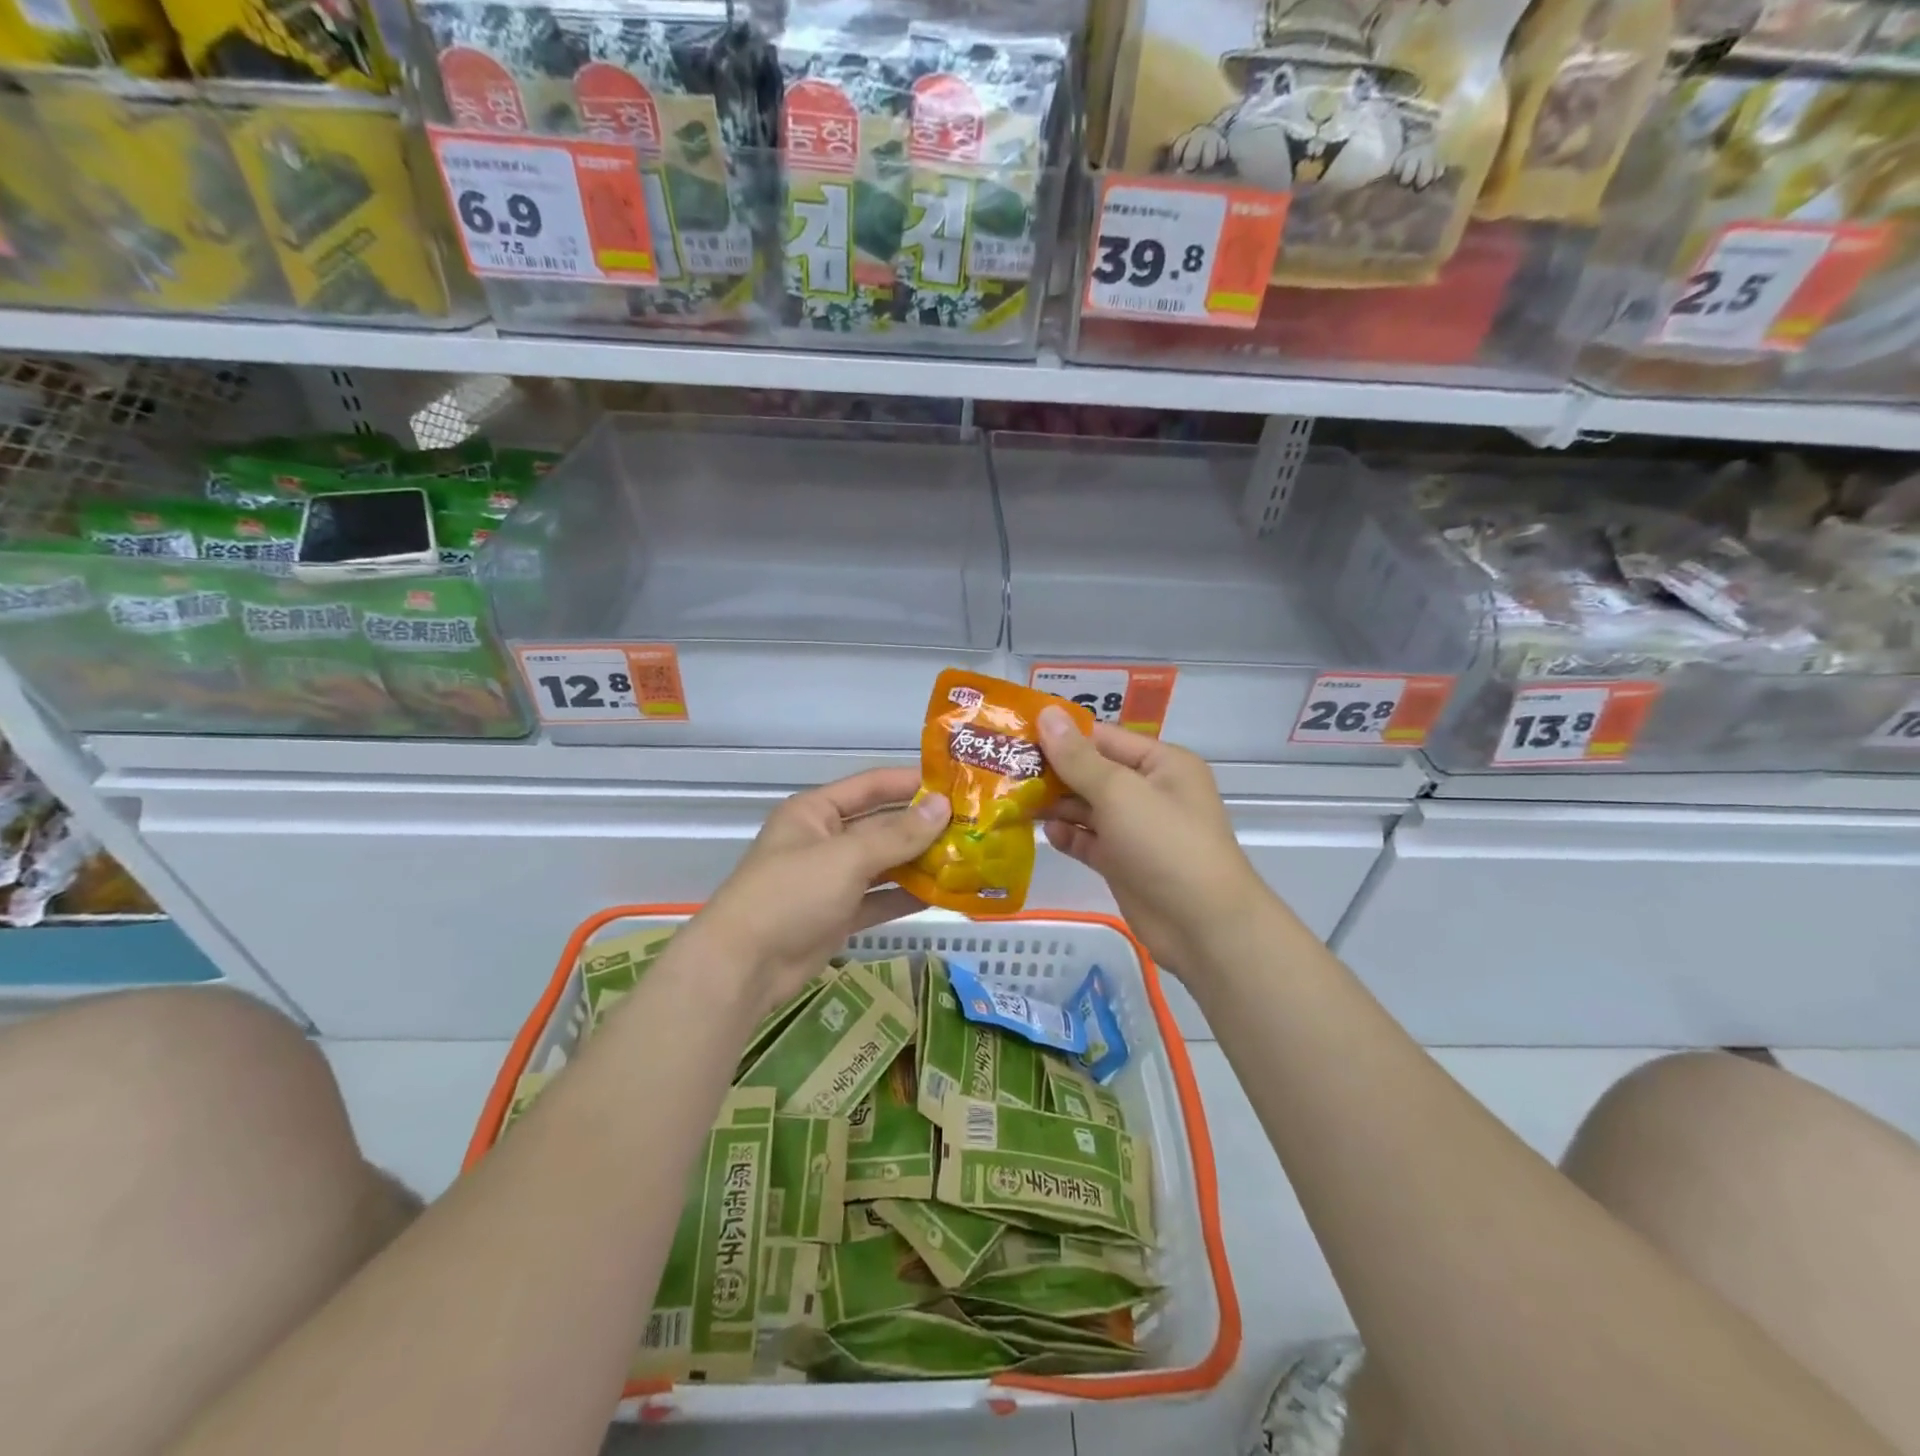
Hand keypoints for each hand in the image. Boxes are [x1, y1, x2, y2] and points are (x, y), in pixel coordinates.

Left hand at [691, 769, 949, 1013]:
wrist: (744, 967)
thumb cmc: (791, 894)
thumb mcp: (847, 857)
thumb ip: (897, 834)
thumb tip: (943, 806)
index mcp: (817, 812)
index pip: (871, 785)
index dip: (911, 783)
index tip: (956, 784)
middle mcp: (825, 840)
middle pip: (881, 826)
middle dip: (922, 826)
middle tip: (973, 825)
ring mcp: (832, 880)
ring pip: (884, 864)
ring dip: (920, 862)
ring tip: (968, 858)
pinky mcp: (838, 915)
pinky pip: (880, 899)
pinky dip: (907, 897)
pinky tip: (945, 894)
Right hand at [1038, 708, 1269, 979]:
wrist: (1202, 925)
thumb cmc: (1165, 844)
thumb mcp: (1119, 792)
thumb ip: (1078, 757)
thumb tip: (1047, 714)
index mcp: (1160, 763)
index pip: (1104, 738)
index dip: (1062, 735)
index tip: (1017, 734)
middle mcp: (1148, 791)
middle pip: (1092, 772)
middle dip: (1053, 771)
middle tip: (1005, 768)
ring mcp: (1135, 829)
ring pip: (1087, 807)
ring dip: (1055, 804)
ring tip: (1014, 799)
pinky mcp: (1123, 862)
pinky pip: (1089, 840)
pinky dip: (1068, 835)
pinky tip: (1045, 832)